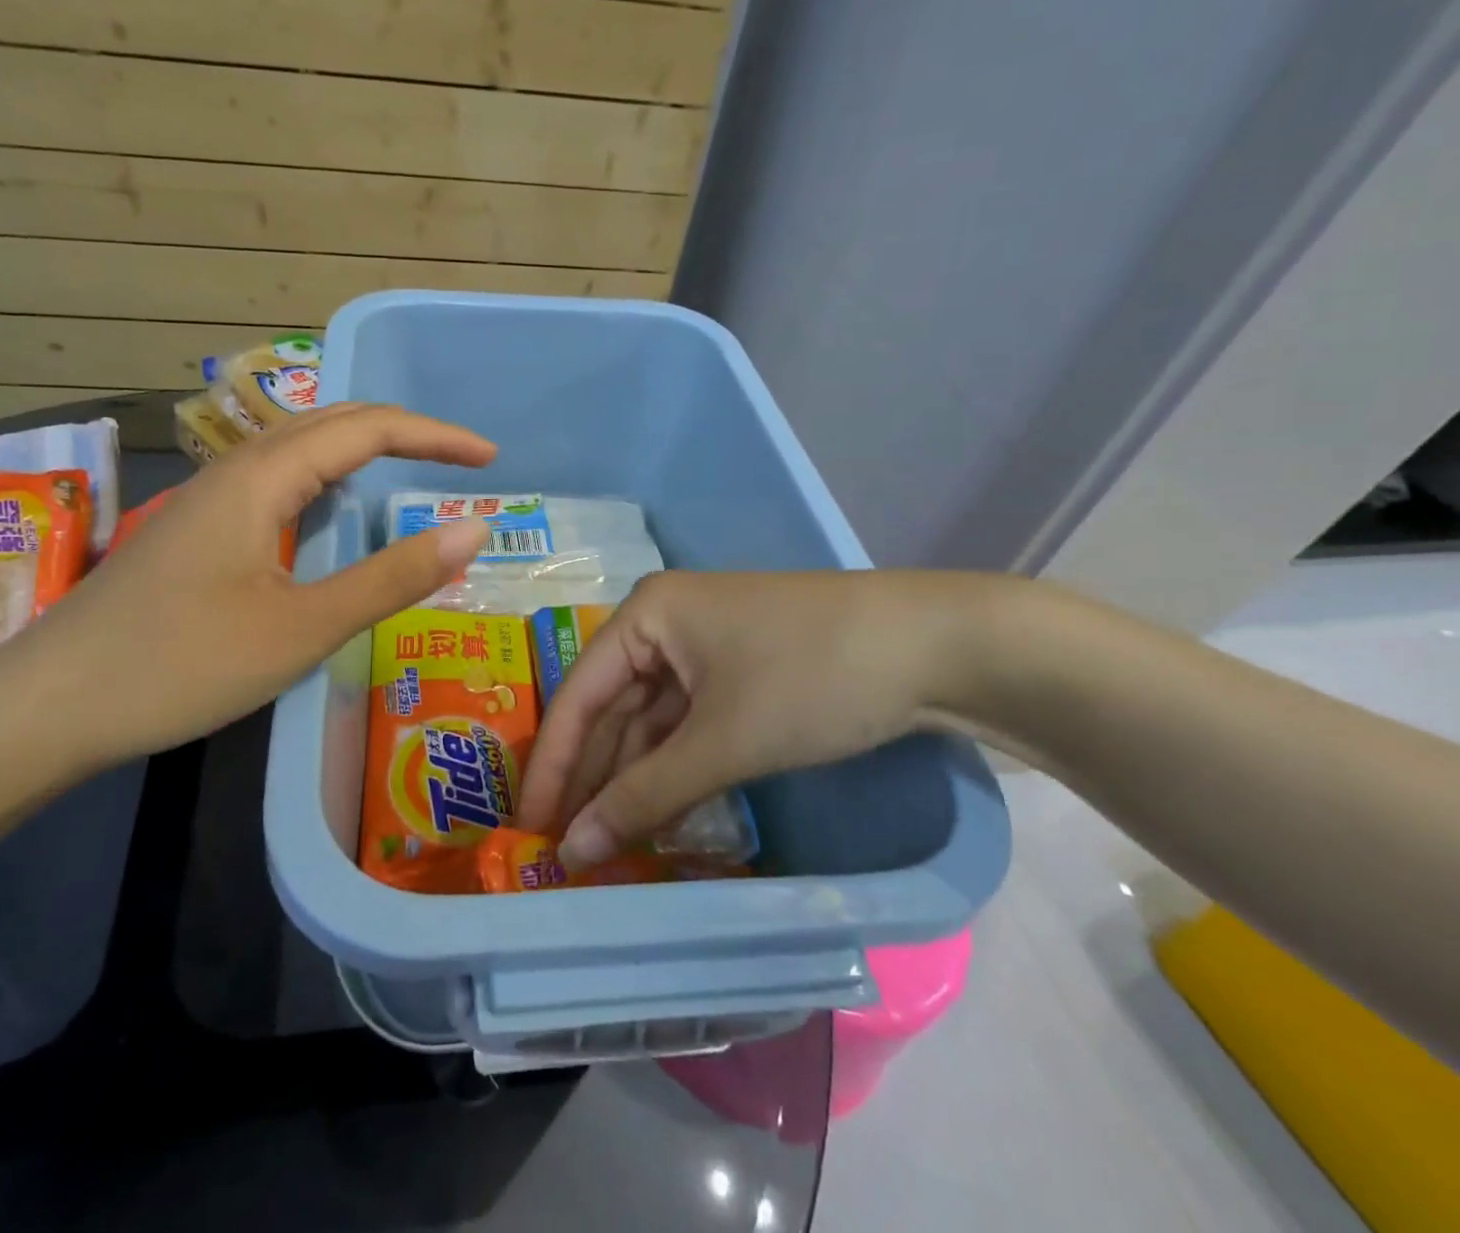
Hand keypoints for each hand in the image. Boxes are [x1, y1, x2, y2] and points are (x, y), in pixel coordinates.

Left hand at [0, 403, 496, 771]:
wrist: (46, 707)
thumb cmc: (180, 665)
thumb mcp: (303, 628)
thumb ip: (391, 576)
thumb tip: (473, 530)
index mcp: (263, 477)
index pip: (367, 428)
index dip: (434, 436)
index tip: (489, 459)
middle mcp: (234, 471)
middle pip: (331, 423)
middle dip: (403, 433)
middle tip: (460, 461)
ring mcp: (208, 500)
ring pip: (299, 450)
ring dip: (361, 451)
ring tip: (409, 473)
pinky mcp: (194, 532)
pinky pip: (276, 482)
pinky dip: (325, 482)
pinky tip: (330, 513)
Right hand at [515, 570, 994, 865]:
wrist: (939, 646)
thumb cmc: (812, 677)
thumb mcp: (723, 740)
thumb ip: (645, 796)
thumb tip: (573, 853)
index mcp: (646, 614)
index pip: (578, 694)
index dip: (553, 764)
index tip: (528, 828)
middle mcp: (665, 624)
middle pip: (611, 708)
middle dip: (591, 777)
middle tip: (563, 848)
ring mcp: (705, 648)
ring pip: (650, 721)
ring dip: (632, 780)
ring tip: (605, 843)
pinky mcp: (740, 672)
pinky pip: (687, 725)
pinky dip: (672, 769)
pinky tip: (658, 814)